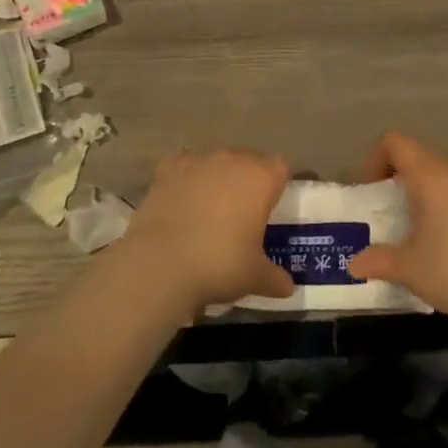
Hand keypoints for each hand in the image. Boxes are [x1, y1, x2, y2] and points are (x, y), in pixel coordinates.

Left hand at [118, 148, 294, 319]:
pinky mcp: (167, 169)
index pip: (280, 167)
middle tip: (244, 212)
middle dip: (249, 180)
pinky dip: (187, 179)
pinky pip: (185, 166)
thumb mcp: (255, 277)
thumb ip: (275, 278)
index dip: (278, 185)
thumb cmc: (219, 264)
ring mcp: (197, 160)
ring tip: (211, 209)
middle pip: (249, 159)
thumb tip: (287, 287)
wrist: (160, 263)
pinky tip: (183, 201)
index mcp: (260, 177)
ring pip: (216, 161)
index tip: (272, 208)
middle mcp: (231, 159)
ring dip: (218, 178)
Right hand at [347, 132, 447, 336]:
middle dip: (399, 178)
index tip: (371, 190)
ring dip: (426, 193)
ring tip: (418, 228)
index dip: (375, 158)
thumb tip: (354, 264)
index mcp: (430, 174)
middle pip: (420, 157)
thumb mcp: (408, 268)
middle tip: (389, 211)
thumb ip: (378, 260)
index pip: (395, 142)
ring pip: (444, 176)